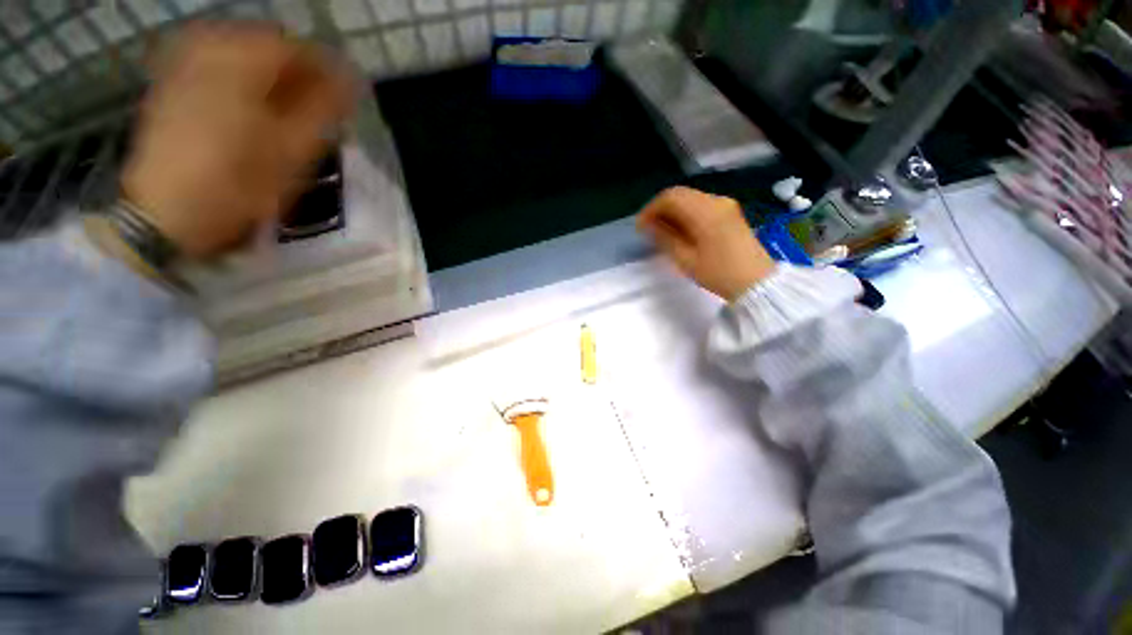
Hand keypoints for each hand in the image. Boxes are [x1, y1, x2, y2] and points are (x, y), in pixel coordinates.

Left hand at [121, 23, 352, 258]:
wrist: (166, 210)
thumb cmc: (238, 183)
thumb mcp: (293, 150)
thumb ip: (325, 110)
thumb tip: (353, 80)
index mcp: (243, 64)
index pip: (296, 46)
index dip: (326, 66)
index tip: (345, 93)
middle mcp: (210, 50)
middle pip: (265, 41)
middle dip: (296, 67)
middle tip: (316, 99)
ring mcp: (185, 63)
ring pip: (239, 48)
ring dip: (269, 70)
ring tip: (286, 101)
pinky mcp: (172, 81)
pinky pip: (213, 59)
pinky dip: (239, 73)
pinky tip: (249, 99)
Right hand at [637, 187, 776, 300]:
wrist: (756, 282)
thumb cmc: (718, 273)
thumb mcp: (686, 259)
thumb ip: (664, 238)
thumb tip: (647, 226)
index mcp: (705, 211)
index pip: (670, 197)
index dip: (651, 209)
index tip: (640, 227)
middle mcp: (716, 200)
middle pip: (680, 194)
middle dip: (660, 209)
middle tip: (648, 229)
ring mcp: (725, 205)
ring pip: (690, 198)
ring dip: (672, 211)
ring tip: (661, 231)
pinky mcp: (730, 212)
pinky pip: (701, 204)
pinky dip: (685, 213)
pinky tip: (680, 230)